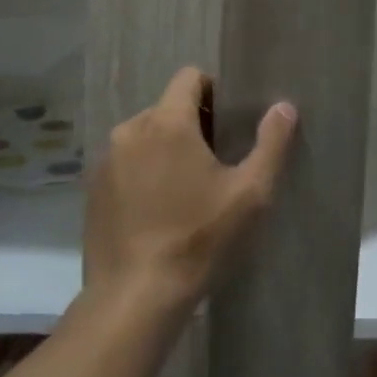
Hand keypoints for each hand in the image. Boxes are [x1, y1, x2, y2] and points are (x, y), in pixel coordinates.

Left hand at [84, 68, 296, 317]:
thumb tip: (284, 106)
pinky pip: (125, 163)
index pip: (189, 77)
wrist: (135, 299)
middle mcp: (130, 131)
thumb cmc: (199, 239)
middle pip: (167, 107)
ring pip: (144, 136)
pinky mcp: (92, 191)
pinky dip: (143, 172)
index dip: (215, 92)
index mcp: (167, 122)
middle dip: (193, 123)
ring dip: (166, 148)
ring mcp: (105, 161)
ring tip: (187, 188)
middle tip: (217, 162)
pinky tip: (159, 209)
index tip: (230, 124)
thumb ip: (271, 143)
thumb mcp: (251, 193)